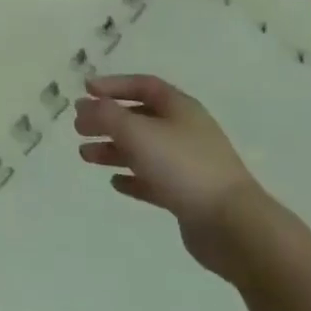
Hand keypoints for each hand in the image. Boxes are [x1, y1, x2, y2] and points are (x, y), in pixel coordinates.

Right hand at [73, 74, 260, 274]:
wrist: (232, 225)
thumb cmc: (182, 166)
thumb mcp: (136, 132)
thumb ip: (105, 115)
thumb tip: (83, 105)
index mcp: (180, 108)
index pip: (143, 85)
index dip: (113, 85)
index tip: (85, 90)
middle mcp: (185, 131)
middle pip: (140, 118)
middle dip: (107, 120)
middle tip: (78, 128)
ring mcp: (188, 164)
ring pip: (143, 150)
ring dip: (113, 150)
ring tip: (85, 156)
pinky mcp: (188, 195)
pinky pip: (154, 180)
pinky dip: (133, 178)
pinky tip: (116, 183)